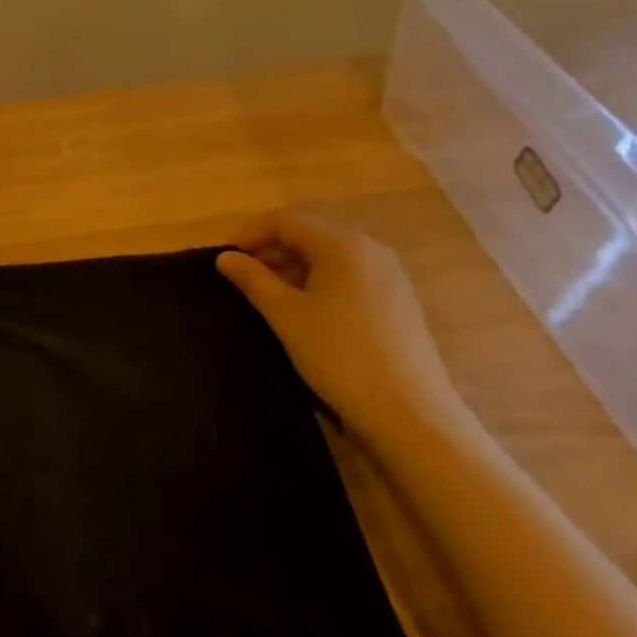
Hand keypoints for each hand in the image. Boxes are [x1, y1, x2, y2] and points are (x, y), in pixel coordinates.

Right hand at [216, 211, 461, 440]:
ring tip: (272, 297)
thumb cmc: (339, 357)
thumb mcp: (286, 315)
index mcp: (342, 244)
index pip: (285, 221)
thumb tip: (225, 257)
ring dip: (295, 267)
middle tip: (244, 279)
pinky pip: (350, 275)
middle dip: (272, 251)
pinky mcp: (399, 299)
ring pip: (330, 256)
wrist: (411, 415)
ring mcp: (390, 274)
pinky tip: (310, 312)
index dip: (250, 234)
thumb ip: (252, 279)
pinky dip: (322, 282)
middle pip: (309, 234)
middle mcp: (370, 248)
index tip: (226, 259)